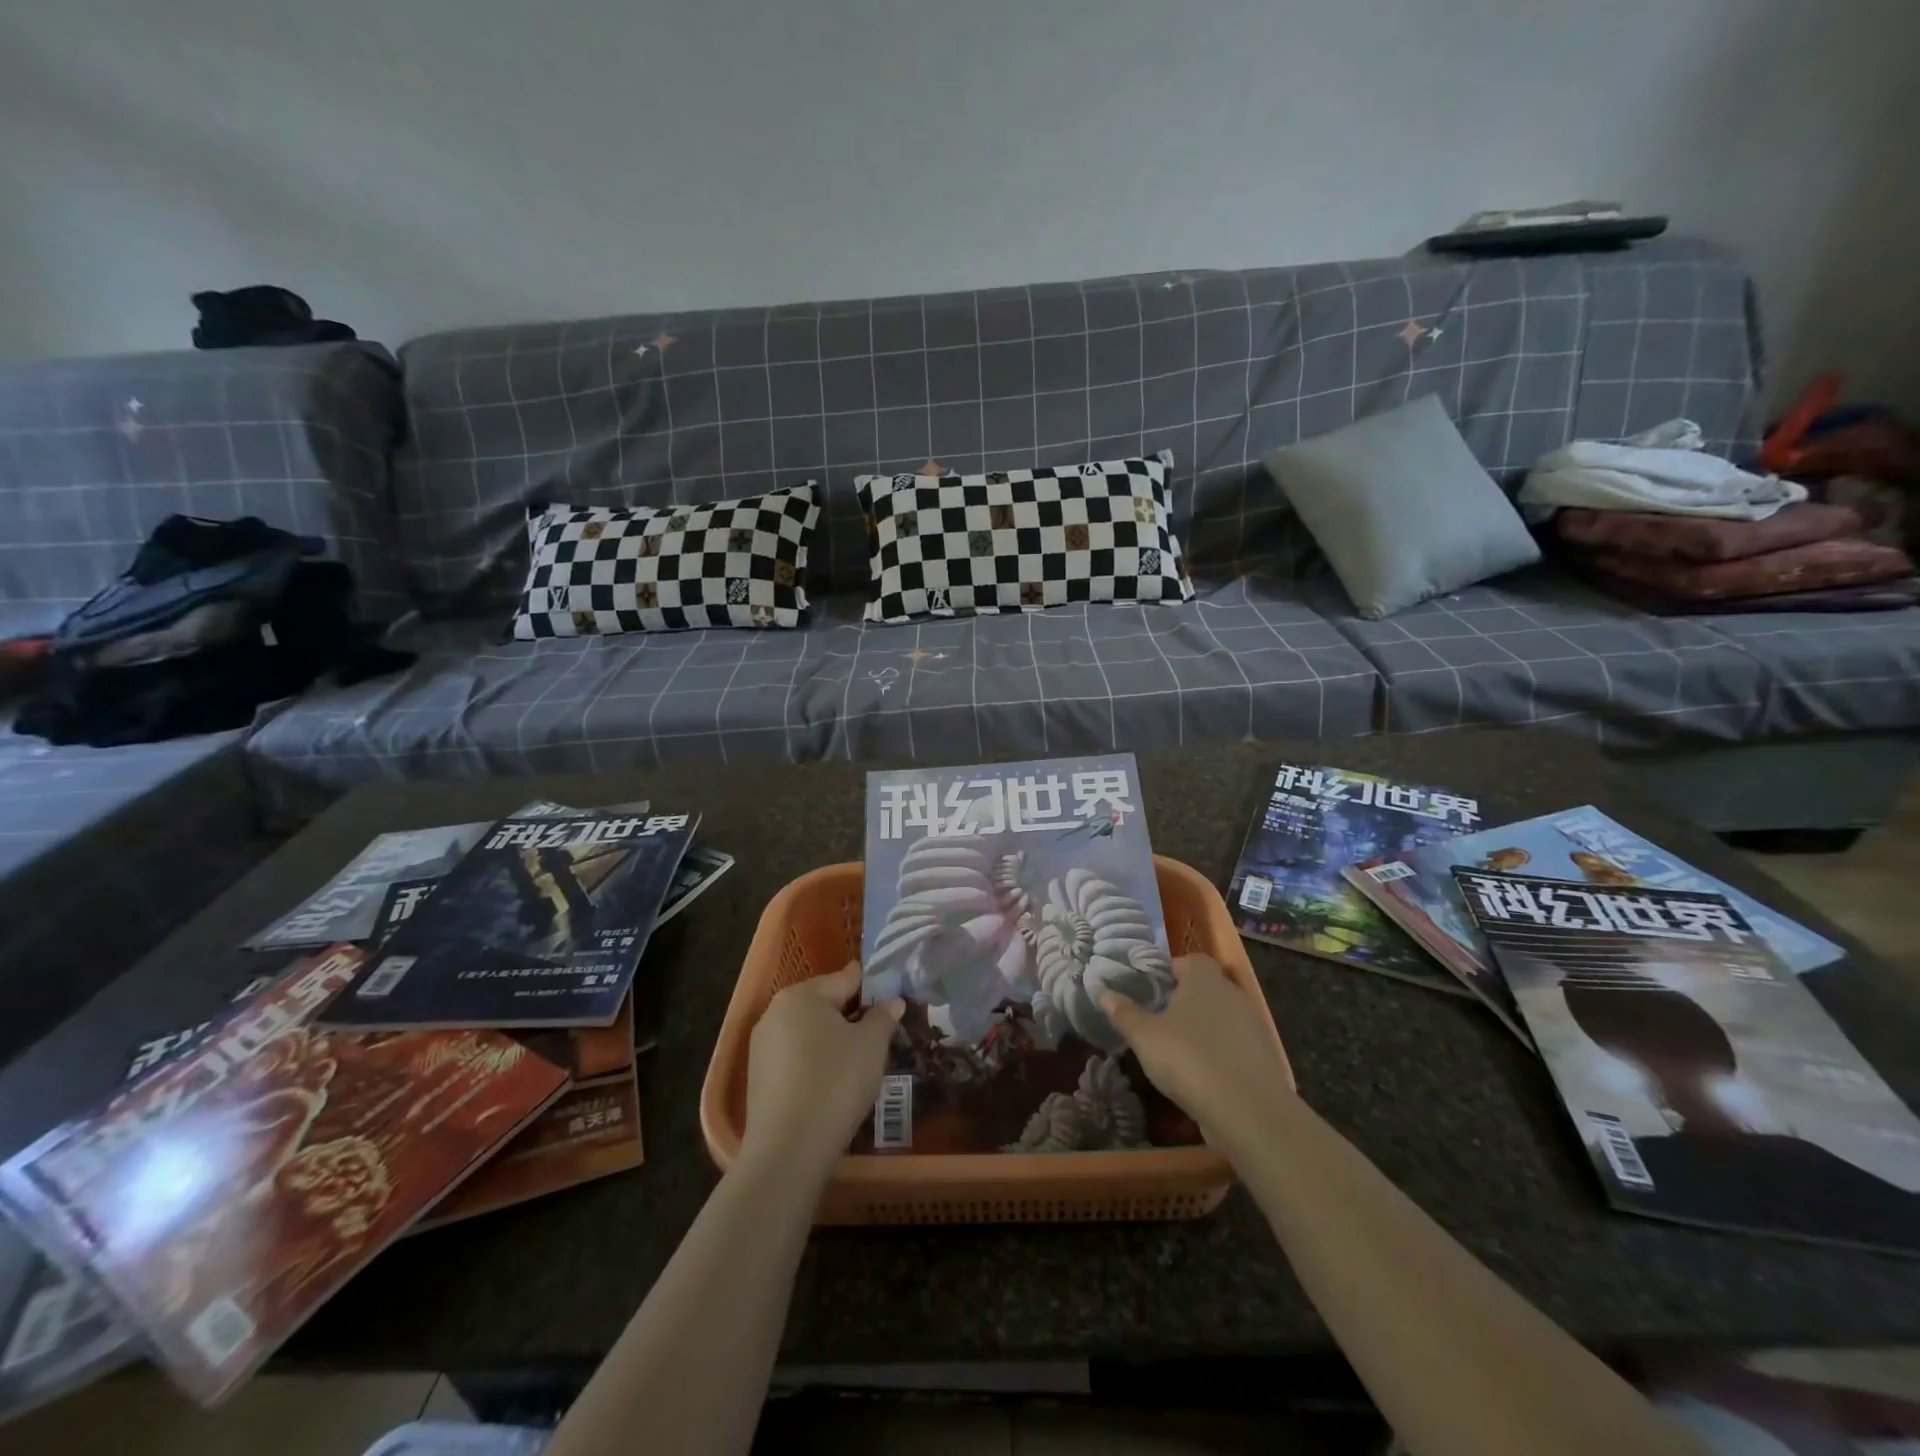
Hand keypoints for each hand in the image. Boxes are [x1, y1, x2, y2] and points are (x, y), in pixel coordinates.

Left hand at [741, 962, 902, 1182]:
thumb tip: (892, 1001)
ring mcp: (761, 1046)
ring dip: (833, 1041)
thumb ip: (883, 1018)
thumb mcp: (872, 1046)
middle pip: (824, 1004)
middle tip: (880, 1036)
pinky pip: (795, 1058)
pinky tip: (832, 1085)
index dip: (872, 988)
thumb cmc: (836, 1082)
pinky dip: (815, 1063)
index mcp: (801, 994)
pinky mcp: (757, 1078)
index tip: (892, 1000)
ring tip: (859, 1063)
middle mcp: (775, 1011)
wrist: (788, 1150)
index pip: (845, 979)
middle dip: (852, 1016)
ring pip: (808, 1032)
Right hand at [1100, 954, 1294, 1151]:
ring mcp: (1254, 1026)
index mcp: (1205, 979)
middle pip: (1207, 988)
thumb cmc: (1188, 1058)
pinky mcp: (1265, 1057)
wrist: (1248, 1111)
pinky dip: (1221, 1055)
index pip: (1191, 960)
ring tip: (1180, 1052)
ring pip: (1223, 1018)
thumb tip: (1103, 992)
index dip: (1172, 971)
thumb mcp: (1144, 1036)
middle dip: (1186, 1001)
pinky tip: (1204, 1077)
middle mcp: (1233, 994)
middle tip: (1161, 1021)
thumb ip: (1124, 1012)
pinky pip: (1236, 1046)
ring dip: (1205, 1029)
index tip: (1153, 991)